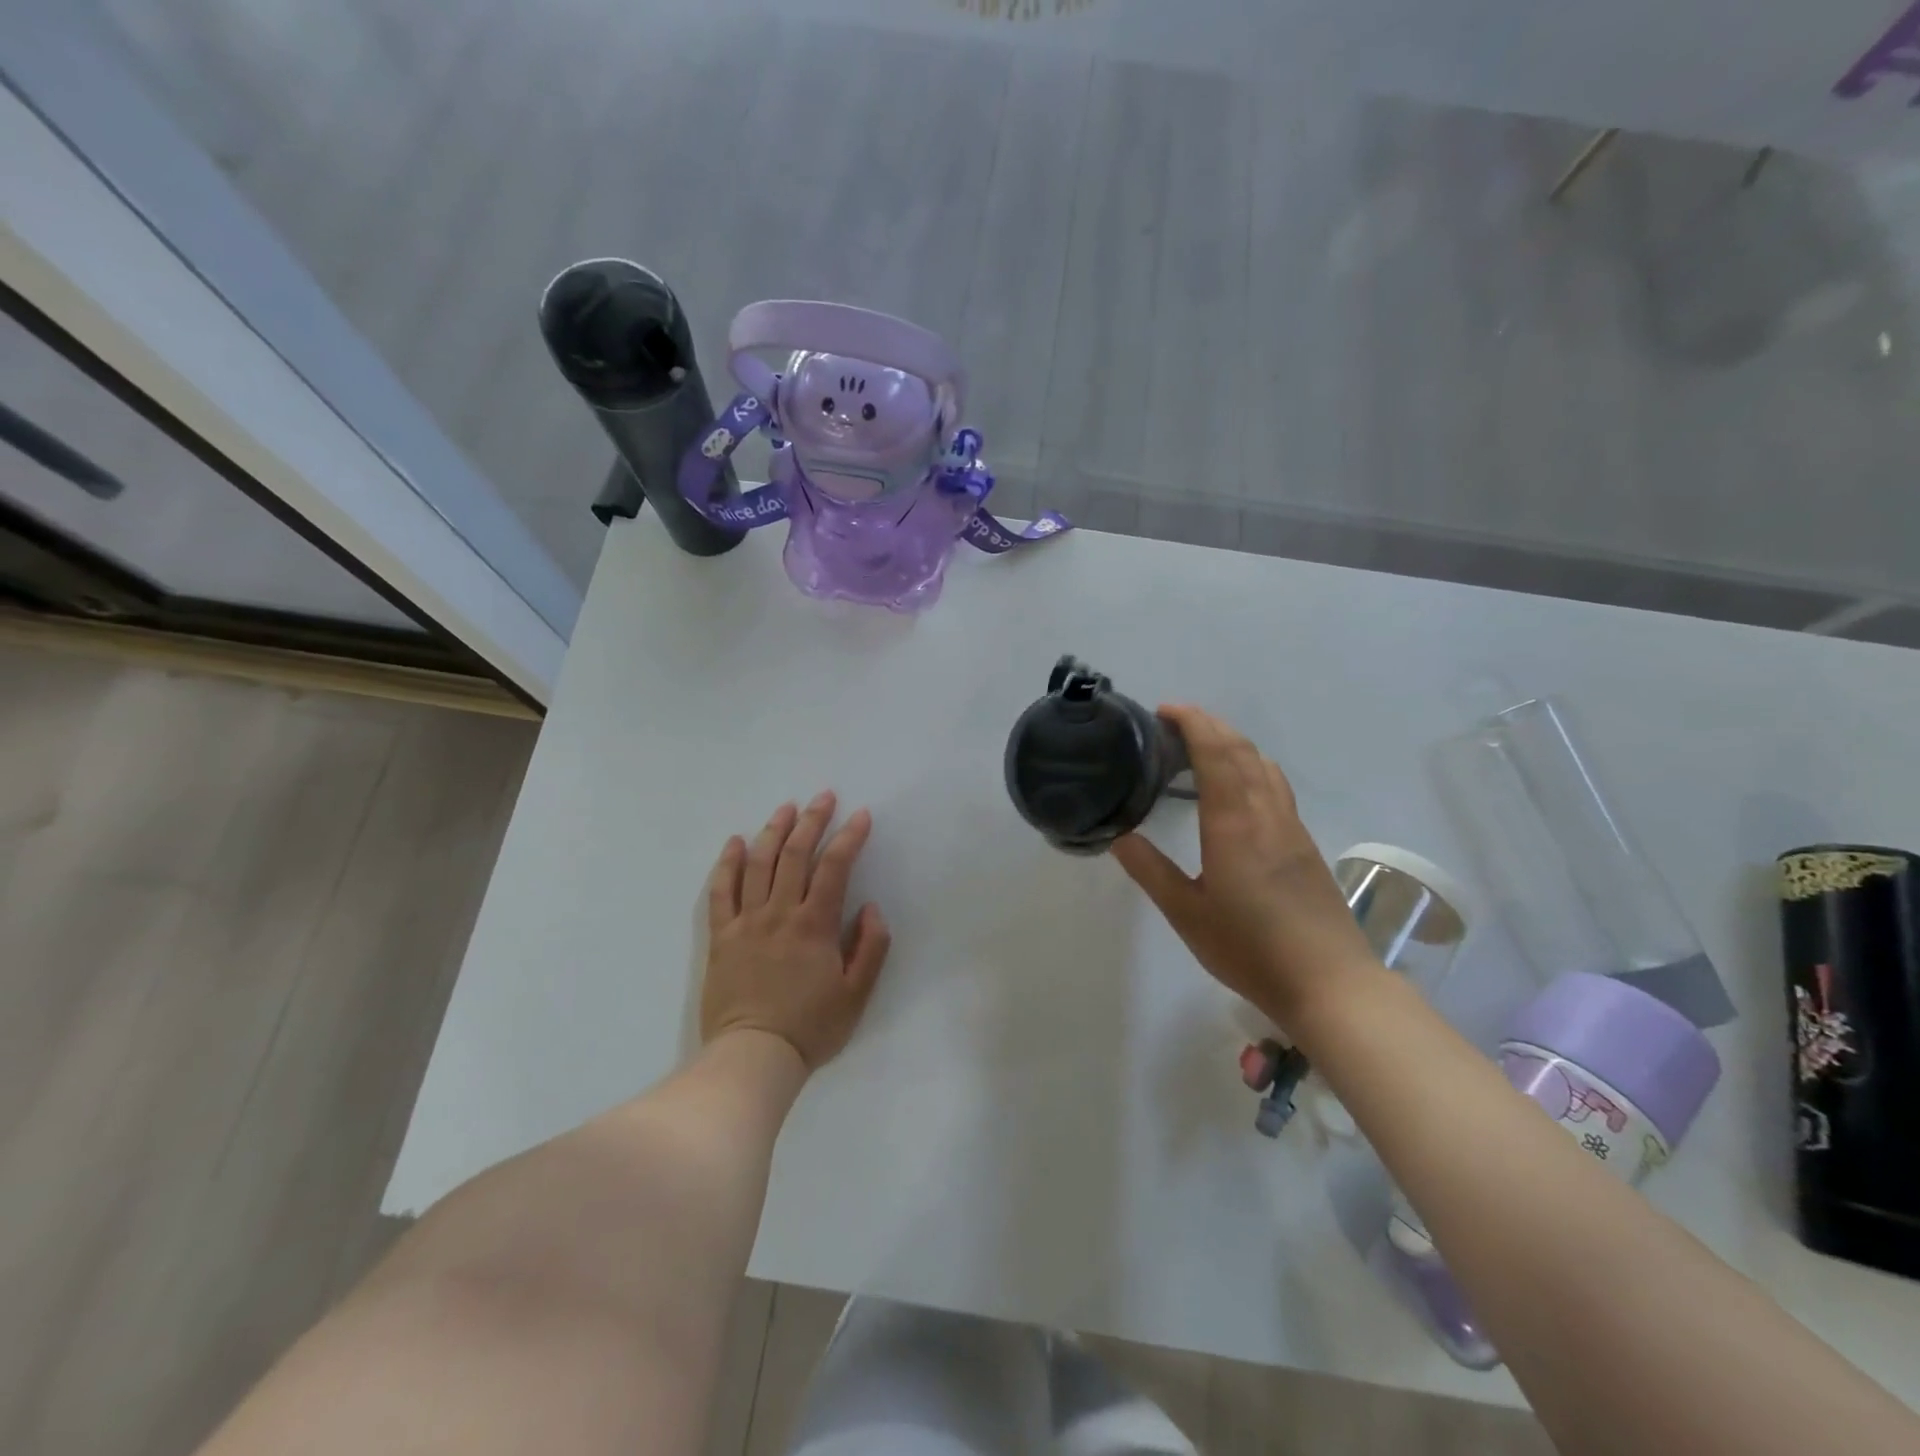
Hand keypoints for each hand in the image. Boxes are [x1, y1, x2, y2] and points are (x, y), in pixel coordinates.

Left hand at [702, 792, 891, 1071]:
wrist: (753, 1057)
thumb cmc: (811, 1027)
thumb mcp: (857, 994)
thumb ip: (870, 947)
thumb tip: (871, 907)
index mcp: (814, 925)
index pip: (834, 867)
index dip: (849, 837)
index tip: (861, 815)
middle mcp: (779, 913)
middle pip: (794, 855)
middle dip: (811, 821)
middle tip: (823, 797)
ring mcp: (746, 922)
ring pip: (758, 864)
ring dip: (773, 831)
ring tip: (786, 808)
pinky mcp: (721, 936)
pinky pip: (720, 891)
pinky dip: (727, 863)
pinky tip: (735, 842)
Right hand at [1110, 706, 1373, 1020]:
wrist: (1330, 984)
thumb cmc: (1251, 949)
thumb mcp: (1187, 914)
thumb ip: (1151, 871)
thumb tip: (1119, 836)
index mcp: (1234, 824)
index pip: (1215, 753)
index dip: (1192, 723)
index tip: (1165, 710)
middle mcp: (1266, 814)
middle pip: (1242, 750)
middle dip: (1210, 724)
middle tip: (1174, 722)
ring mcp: (1291, 827)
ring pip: (1263, 765)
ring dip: (1233, 743)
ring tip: (1201, 747)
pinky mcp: (1304, 844)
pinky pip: (1275, 785)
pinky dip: (1249, 766)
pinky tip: (1235, 788)